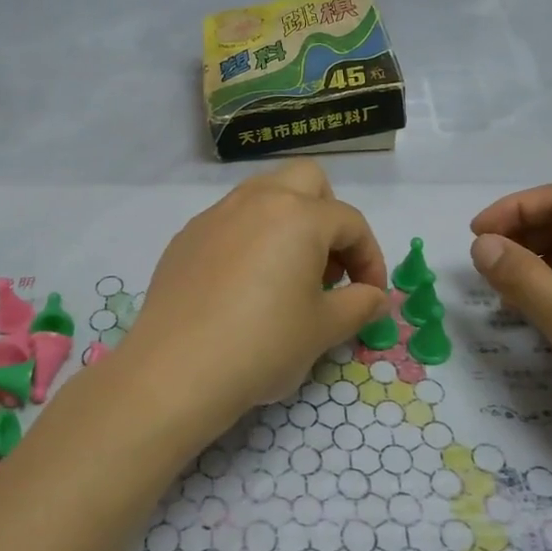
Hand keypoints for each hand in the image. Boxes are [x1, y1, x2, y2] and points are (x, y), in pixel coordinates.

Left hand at [116, 163, 389, 450]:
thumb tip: (376, 297)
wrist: (176, 370)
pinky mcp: (186, 237)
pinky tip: (243, 285)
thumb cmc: (262, 345)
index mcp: (298, 215)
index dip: (370, 258)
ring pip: (263, 194)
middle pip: (307, 181)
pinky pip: (230, 221)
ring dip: (287, 221)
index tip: (370, 295)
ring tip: (288, 273)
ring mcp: (215, 215)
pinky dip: (250, 238)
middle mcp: (256, 200)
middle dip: (328, 215)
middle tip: (329, 265)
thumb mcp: (323, 329)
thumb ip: (359, 305)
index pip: (350, 223)